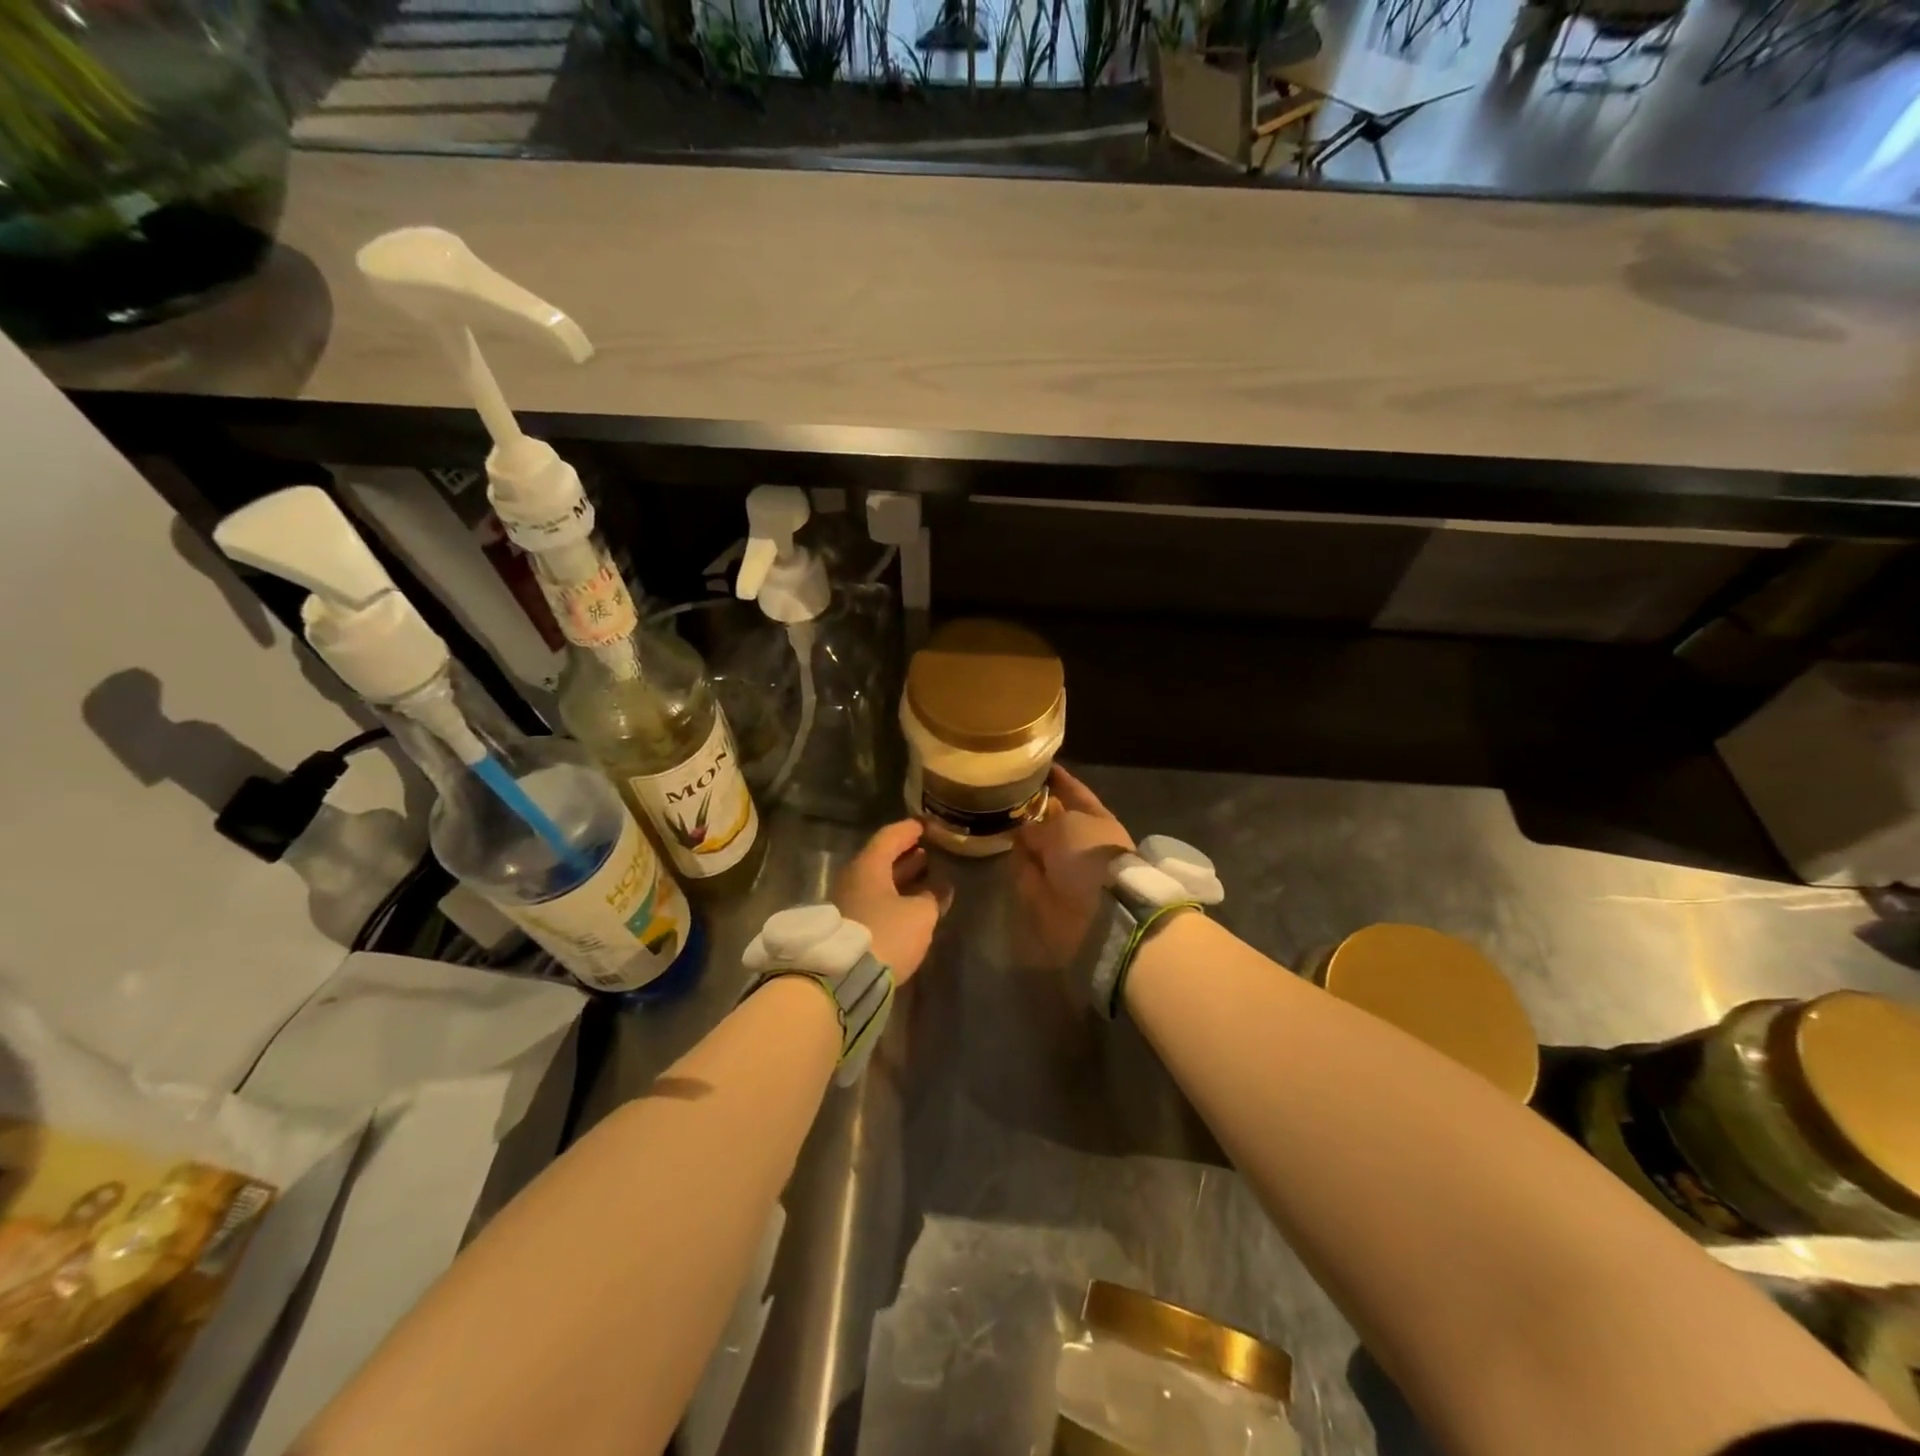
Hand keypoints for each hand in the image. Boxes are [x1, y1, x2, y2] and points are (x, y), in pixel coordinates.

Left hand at [833, 821, 949, 982]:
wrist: (842, 979)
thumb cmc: (885, 934)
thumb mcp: (920, 915)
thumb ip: (933, 896)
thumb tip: (941, 887)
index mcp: (868, 866)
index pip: (890, 836)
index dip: (910, 829)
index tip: (926, 825)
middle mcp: (853, 878)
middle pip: (881, 858)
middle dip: (906, 855)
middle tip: (928, 851)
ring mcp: (846, 902)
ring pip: (877, 881)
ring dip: (900, 877)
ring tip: (924, 875)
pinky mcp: (847, 926)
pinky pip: (873, 900)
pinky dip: (893, 896)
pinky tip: (910, 904)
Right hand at [1013, 766, 1134, 967]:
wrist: (1098, 912)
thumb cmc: (1089, 855)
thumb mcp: (1063, 826)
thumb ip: (1039, 824)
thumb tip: (1023, 830)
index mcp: (1097, 820)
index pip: (1076, 793)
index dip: (1060, 779)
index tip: (1040, 766)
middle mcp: (1081, 843)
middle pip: (1054, 822)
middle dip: (1034, 811)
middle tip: (1007, 795)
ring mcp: (1065, 869)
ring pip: (1039, 848)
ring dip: (1023, 839)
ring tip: (998, 819)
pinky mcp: (1048, 894)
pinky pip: (1029, 873)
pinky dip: (1019, 865)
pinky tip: (1003, 850)